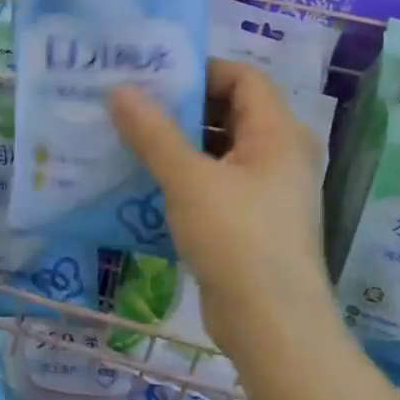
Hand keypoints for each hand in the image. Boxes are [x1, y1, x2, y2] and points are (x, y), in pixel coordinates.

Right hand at [109, 59, 329, 358]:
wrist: (273, 329)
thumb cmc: (237, 240)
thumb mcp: (188, 179)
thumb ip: (152, 132)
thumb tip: (118, 90)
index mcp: (279, 133)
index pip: (243, 76)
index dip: (201, 70)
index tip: (155, 78)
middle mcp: (281, 154)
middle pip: (231, 110)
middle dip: (182, 106)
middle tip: (133, 104)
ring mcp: (269, 190)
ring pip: (221, 148)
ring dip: (180, 142)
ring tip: (131, 139)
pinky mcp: (254, 220)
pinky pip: (218, 180)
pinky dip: (187, 174)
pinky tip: (147, 181)